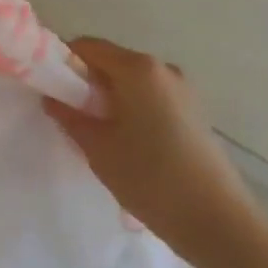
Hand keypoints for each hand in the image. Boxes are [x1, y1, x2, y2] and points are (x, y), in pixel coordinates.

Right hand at [46, 37, 256, 265]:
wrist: (217, 221)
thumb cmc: (150, 178)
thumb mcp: (98, 148)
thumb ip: (69, 116)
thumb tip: (51, 97)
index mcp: (138, 68)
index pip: (88, 46)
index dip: (64, 62)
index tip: (50, 89)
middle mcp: (162, 68)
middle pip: (111, 62)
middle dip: (87, 83)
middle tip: (71, 117)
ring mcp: (183, 89)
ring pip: (132, 82)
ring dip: (110, 98)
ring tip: (100, 136)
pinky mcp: (194, 111)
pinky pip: (151, 97)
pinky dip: (133, 109)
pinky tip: (130, 145)